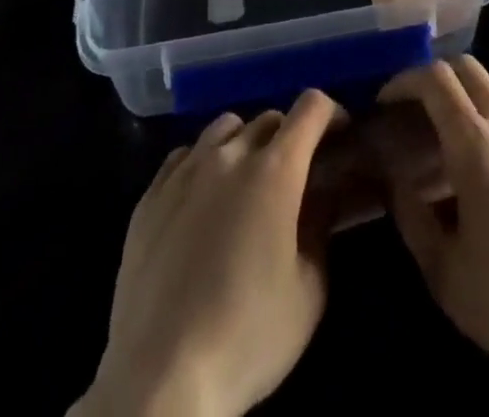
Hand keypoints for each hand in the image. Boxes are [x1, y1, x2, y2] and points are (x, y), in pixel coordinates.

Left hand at [73, 90, 338, 416]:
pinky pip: (185, 155)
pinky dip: (203, 163)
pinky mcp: (149, 197)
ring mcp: (185, 172)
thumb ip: (320, 227)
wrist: (159, 381)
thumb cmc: (247, 337)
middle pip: (269, 118)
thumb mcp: (309, 290)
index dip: (332, 114)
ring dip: (245, 143)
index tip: (339, 138)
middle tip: (294, 177)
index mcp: (275, 169)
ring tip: (246, 183)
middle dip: (290, 136)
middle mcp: (230, 155)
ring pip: (224, 128)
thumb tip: (322, 195)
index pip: (311, 107)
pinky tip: (202, 200)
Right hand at [377, 58, 488, 416]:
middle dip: (432, 78)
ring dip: (463, 92)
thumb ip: (410, 216)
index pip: (435, 79)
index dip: (404, 81)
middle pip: (466, 67)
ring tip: (444, 132)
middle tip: (411, 110)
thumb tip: (395, 180)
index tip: (385, 102)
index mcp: (475, 145)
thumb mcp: (442, 270)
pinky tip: (484, 160)